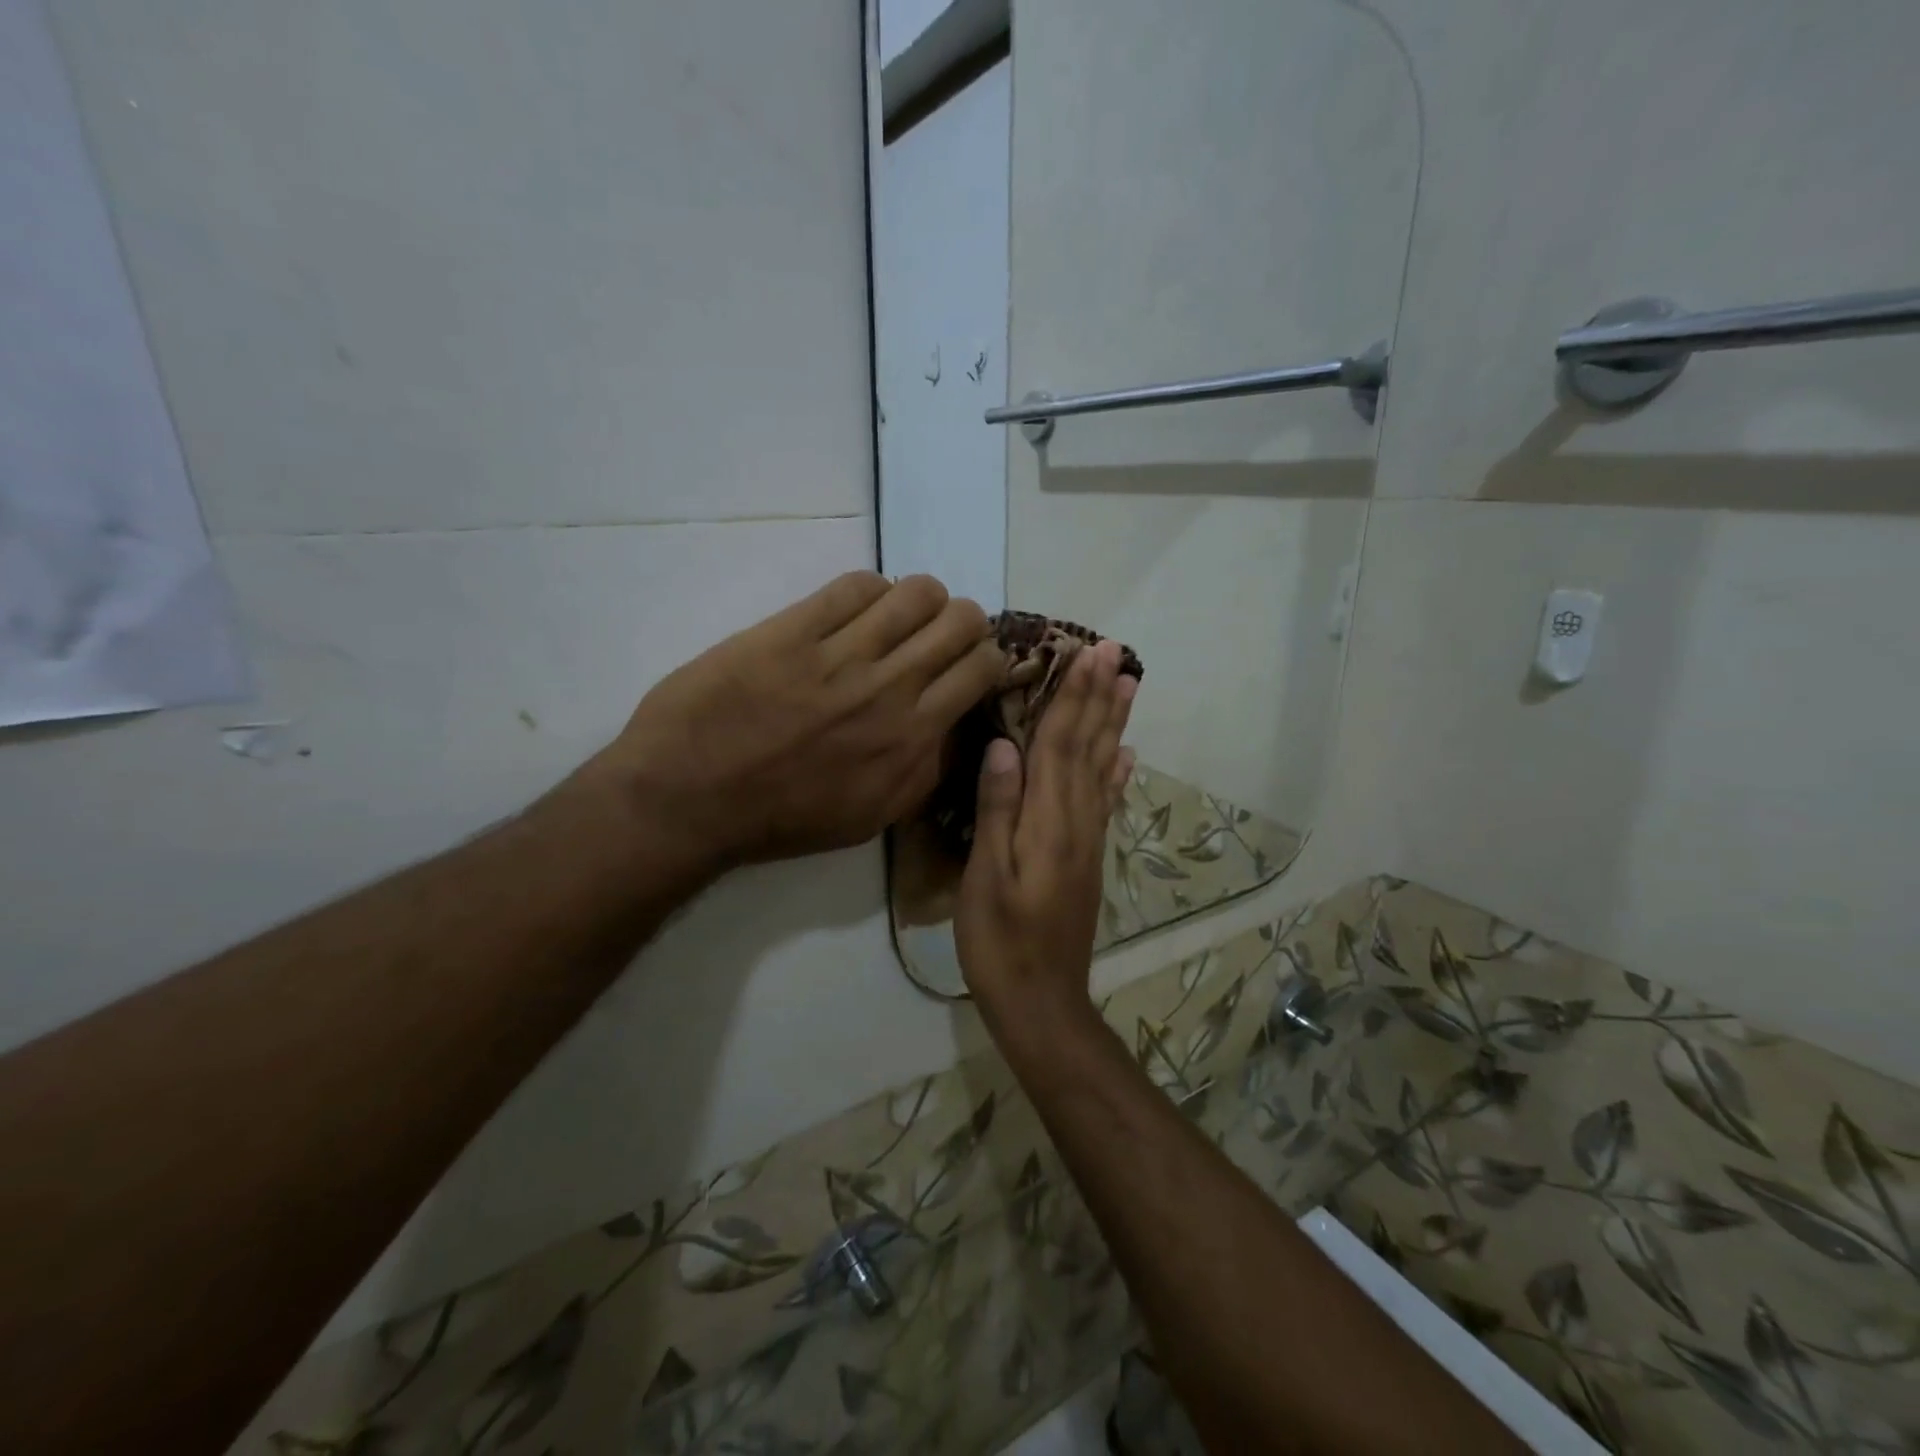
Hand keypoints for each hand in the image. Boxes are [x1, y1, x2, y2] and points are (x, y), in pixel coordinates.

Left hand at [591, 572, 1002, 874]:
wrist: (690, 800)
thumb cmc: (782, 818)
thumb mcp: (871, 817)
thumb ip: (924, 770)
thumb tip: (956, 724)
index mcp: (911, 739)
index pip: (981, 667)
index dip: (985, 655)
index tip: (967, 661)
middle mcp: (889, 689)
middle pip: (960, 620)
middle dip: (961, 620)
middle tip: (936, 635)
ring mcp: (839, 655)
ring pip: (915, 592)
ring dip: (919, 599)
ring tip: (897, 616)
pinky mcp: (792, 630)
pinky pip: (854, 586)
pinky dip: (869, 590)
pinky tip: (855, 608)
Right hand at [955, 639, 1135, 1029]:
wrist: (1042, 1001)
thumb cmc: (1001, 940)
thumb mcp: (986, 877)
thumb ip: (997, 811)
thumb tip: (1005, 747)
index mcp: (1048, 820)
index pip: (1061, 743)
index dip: (1074, 696)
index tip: (1089, 653)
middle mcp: (1076, 820)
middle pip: (1089, 746)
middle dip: (1100, 697)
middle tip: (1116, 652)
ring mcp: (1086, 838)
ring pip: (1102, 767)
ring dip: (1114, 723)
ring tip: (1128, 686)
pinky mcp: (1087, 856)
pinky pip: (1105, 802)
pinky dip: (1116, 772)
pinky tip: (1125, 754)